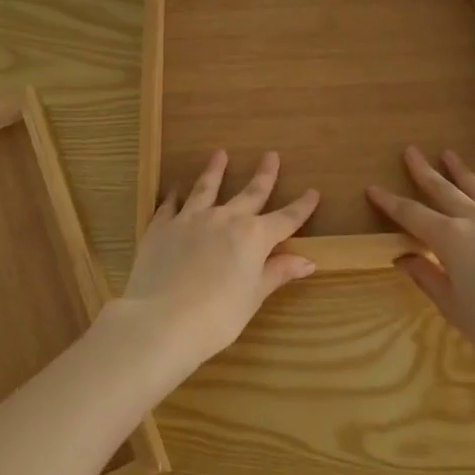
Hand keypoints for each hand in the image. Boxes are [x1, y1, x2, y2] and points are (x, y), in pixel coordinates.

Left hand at [111, 150, 319, 371]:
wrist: (161, 320)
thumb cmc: (217, 317)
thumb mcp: (253, 297)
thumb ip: (277, 273)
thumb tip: (307, 261)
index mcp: (253, 237)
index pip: (285, 219)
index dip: (301, 207)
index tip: (313, 192)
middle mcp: (225, 219)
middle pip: (250, 194)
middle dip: (264, 175)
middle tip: (271, 155)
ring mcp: (190, 219)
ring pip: (206, 188)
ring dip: (215, 171)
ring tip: (220, 154)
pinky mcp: (161, 227)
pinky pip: (170, 205)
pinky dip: (174, 196)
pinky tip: (175, 189)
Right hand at [367, 147, 474, 380]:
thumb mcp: (453, 307)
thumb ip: (427, 277)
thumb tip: (404, 258)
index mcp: (451, 238)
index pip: (412, 214)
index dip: (390, 202)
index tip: (373, 188)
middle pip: (444, 190)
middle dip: (424, 171)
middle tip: (411, 152)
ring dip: (462, 171)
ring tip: (449, 155)